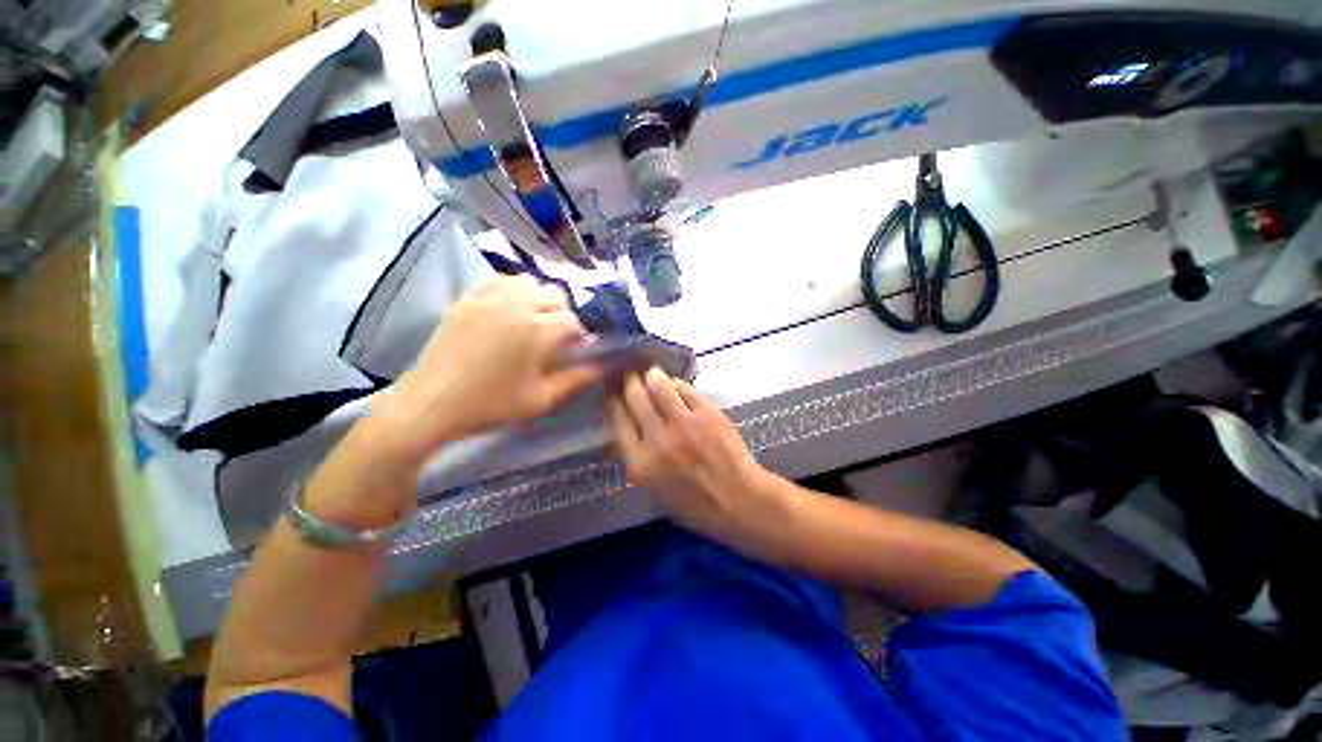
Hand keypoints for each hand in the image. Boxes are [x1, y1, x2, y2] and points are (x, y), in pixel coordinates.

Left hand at [369, 275, 601, 462]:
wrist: (432, 403)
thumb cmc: (492, 404)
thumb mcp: (543, 398)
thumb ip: (580, 378)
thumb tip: (609, 364)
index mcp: (539, 330)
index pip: (575, 322)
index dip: (579, 337)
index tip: (574, 352)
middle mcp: (519, 305)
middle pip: (557, 296)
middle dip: (563, 316)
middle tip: (554, 339)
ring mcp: (490, 297)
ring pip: (531, 283)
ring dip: (541, 299)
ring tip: (534, 321)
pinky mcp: (469, 297)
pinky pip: (501, 280)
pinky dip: (514, 289)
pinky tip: (510, 308)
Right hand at [607, 367, 773, 539]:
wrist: (737, 500)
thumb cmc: (694, 502)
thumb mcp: (653, 489)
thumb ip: (635, 458)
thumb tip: (623, 431)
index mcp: (640, 462)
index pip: (617, 419)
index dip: (612, 399)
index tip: (611, 389)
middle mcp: (657, 439)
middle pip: (634, 397)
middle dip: (627, 380)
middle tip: (628, 372)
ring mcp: (683, 424)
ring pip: (658, 386)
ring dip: (651, 375)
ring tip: (651, 372)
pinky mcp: (706, 413)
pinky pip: (684, 389)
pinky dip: (676, 384)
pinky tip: (675, 385)